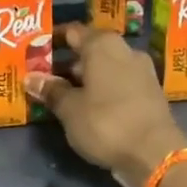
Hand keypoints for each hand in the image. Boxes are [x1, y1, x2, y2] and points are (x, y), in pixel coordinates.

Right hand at [26, 23, 186, 186]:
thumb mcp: (70, 109)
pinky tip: (88, 107)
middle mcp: (125, 51)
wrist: (156, 154)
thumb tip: (31, 78)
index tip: (35, 51)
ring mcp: (142, 72)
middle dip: (68, 63)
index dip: (52, 39)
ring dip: (86, 79)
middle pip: (90, 50)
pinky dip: (102, 91)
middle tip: (44, 78)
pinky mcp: (150, 93)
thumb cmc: (106, 123)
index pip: (72, 31)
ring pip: (105, 68)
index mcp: (103, 45)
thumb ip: (51, 90)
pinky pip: (119, 84)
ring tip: (63, 95)